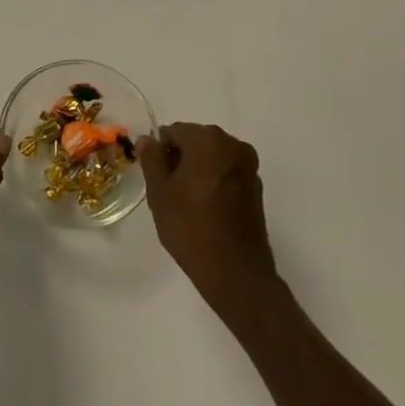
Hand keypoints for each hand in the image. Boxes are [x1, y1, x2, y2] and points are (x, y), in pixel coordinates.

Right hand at [139, 122, 282, 321]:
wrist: (236, 273)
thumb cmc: (191, 227)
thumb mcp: (159, 192)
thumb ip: (151, 159)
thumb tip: (148, 139)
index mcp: (208, 139)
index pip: (173, 132)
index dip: (160, 153)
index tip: (156, 179)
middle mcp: (233, 144)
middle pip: (195, 141)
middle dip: (180, 160)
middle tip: (168, 192)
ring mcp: (248, 166)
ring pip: (212, 158)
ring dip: (197, 171)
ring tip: (187, 204)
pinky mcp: (256, 187)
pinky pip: (227, 173)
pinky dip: (214, 183)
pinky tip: (206, 210)